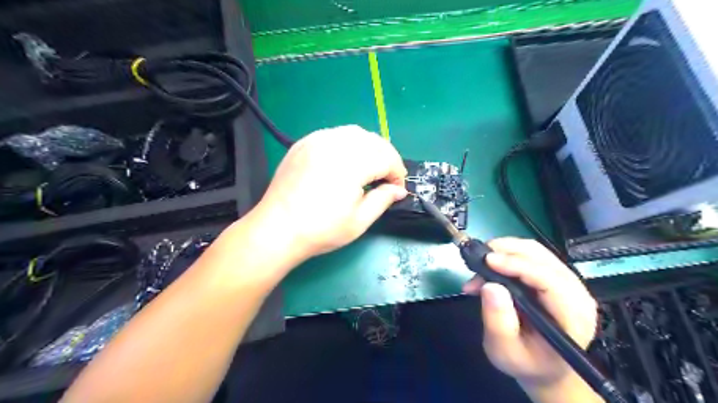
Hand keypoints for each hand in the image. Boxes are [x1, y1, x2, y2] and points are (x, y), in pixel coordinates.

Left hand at [255, 124, 405, 259]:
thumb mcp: (359, 221)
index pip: (387, 158)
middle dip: (386, 158)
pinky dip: (348, 144)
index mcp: (352, 163)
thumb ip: (383, 199)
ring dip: (369, 148)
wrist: (277, 229)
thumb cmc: (321, 230)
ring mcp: (317, 140)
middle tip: (385, 179)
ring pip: (355, 133)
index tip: (396, 189)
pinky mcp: (304, 143)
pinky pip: (334, 134)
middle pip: (373, 141)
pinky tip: (345, 161)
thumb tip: (399, 190)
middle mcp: (335, 144)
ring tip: (368, 169)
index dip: (397, 173)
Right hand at [463, 239, 597, 389]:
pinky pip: (530, 255)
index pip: (549, 280)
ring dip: (504, 250)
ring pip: (535, 250)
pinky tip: (489, 267)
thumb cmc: (526, 362)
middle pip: (542, 257)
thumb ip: (499, 322)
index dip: (517, 265)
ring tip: (480, 265)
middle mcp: (576, 293)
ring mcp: (567, 282)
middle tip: (477, 260)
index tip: (487, 260)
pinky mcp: (553, 276)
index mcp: (572, 316)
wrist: (543, 368)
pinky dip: (506, 254)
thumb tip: (490, 286)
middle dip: (506, 251)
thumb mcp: (506, 351)